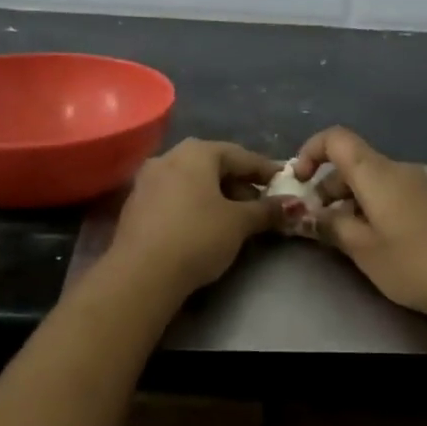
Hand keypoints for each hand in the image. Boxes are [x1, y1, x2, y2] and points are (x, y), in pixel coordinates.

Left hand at [106, 139, 284, 296]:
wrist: (141, 273)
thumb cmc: (197, 237)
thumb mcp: (239, 223)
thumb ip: (266, 210)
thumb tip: (291, 204)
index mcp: (197, 152)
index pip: (241, 156)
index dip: (265, 170)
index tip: (284, 182)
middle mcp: (169, 156)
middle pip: (213, 165)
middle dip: (239, 183)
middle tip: (260, 205)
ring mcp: (147, 179)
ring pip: (191, 180)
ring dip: (215, 194)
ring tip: (234, 217)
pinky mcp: (135, 204)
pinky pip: (174, 196)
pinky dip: (193, 204)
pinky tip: (203, 224)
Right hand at [293, 127, 426, 321]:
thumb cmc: (412, 262)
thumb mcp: (361, 248)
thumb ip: (330, 226)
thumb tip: (307, 215)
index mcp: (376, 172)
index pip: (336, 139)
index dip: (310, 152)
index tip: (298, 182)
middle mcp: (396, 169)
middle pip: (351, 162)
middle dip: (325, 186)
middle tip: (315, 222)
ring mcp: (416, 185)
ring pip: (369, 180)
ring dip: (347, 200)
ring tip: (339, 236)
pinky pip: (388, 192)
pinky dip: (368, 207)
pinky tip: (369, 240)